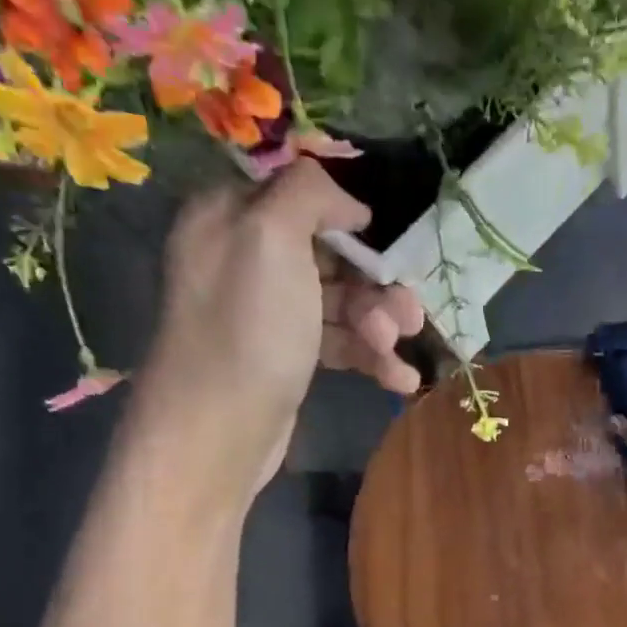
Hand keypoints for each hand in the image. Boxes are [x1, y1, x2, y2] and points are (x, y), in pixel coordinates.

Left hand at [134, 160, 424, 500]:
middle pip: (332, 255)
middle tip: (407, 316)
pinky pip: (339, 342)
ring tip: (396, 352)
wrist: (219, 431)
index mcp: (232, 217)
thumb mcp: (272, 237)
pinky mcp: (288, 356)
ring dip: (380, 326)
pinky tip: (400, 380)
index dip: (347, 220)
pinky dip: (371, 358)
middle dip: (377, 286)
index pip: (301, 197)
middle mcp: (247, 259)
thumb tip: (349, 203)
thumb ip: (309, 194)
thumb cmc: (248, 329)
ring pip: (342, 303)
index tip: (384, 245)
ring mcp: (269, 313)